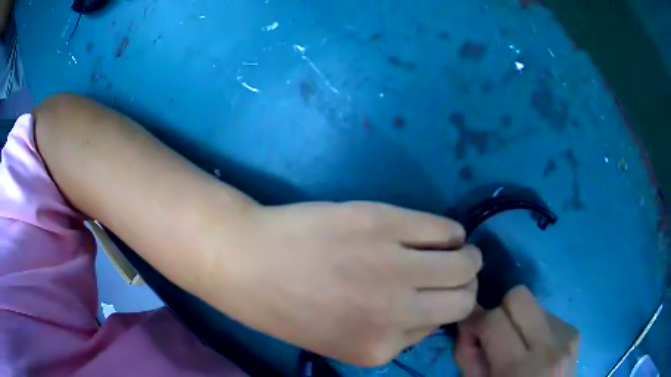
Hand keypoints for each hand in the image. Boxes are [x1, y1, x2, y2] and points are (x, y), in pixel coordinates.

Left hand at [210, 202, 480, 365]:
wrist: (248, 262)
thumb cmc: (289, 305)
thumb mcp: (342, 341)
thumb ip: (394, 335)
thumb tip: (433, 310)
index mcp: (380, 348)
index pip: (439, 327)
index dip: (439, 309)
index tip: (433, 296)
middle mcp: (395, 312)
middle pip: (464, 297)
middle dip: (466, 284)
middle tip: (455, 270)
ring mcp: (393, 266)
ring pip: (465, 262)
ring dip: (466, 255)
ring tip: (453, 249)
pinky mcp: (385, 224)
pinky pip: (445, 229)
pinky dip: (449, 232)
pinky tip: (437, 232)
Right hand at [454, 286, 578, 376]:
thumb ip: (468, 355)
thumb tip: (469, 321)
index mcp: (520, 367)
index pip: (494, 319)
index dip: (476, 321)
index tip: (470, 330)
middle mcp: (550, 345)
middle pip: (519, 296)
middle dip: (500, 309)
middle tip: (495, 334)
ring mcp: (567, 336)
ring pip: (534, 305)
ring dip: (519, 321)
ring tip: (518, 347)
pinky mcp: (575, 332)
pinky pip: (548, 316)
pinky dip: (535, 328)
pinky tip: (535, 350)